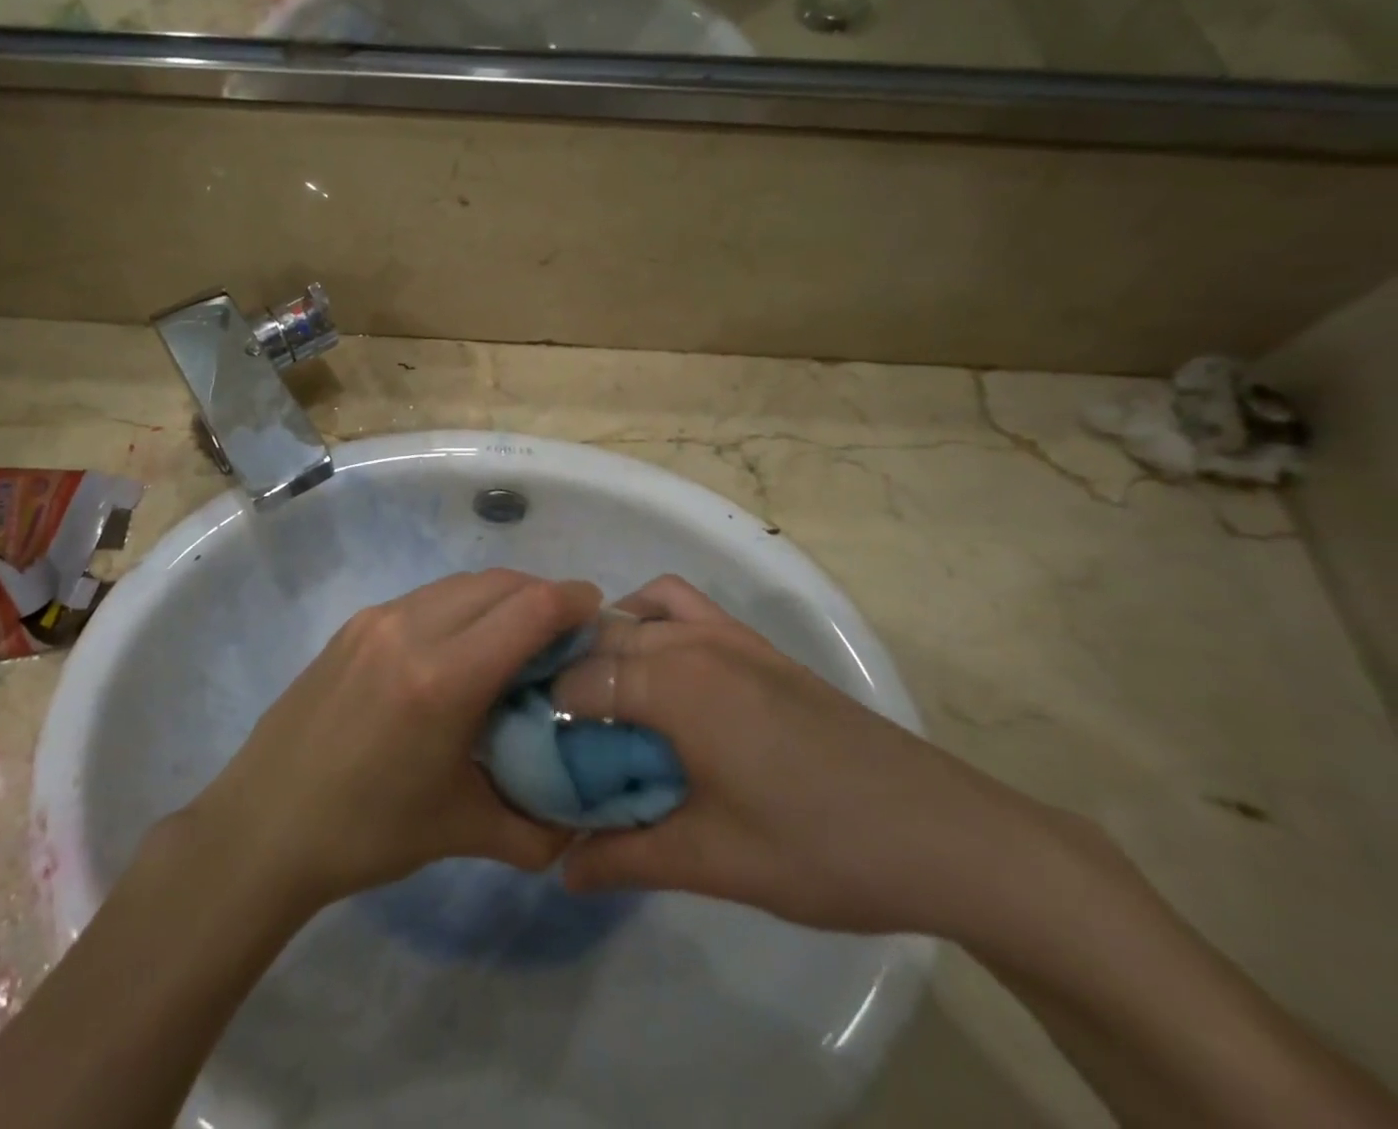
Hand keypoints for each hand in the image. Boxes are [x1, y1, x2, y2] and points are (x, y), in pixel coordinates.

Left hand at [179, 570, 597, 911]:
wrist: (264, 823)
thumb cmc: (367, 832)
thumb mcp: (461, 831)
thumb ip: (535, 827)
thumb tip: (579, 822)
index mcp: (443, 678)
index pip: (529, 608)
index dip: (573, 601)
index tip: (598, 615)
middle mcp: (411, 629)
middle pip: (499, 583)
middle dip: (542, 596)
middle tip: (565, 632)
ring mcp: (377, 619)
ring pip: (461, 584)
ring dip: (500, 597)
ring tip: (517, 637)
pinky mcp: (355, 623)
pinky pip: (426, 597)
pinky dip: (461, 606)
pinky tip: (461, 647)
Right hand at [555, 576, 1073, 937]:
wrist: (945, 834)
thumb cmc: (821, 848)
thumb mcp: (714, 861)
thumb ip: (627, 857)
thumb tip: (560, 867)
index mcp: (675, 684)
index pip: (579, 680)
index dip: (545, 712)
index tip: (530, 750)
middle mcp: (694, 642)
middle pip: (604, 641)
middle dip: (569, 677)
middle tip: (559, 736)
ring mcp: (730, 635)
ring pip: (640, 612)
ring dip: (610, 642)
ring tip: (604, 698)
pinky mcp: (758, 646)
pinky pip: (683, 607)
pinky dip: (652, 619)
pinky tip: (661, 674)